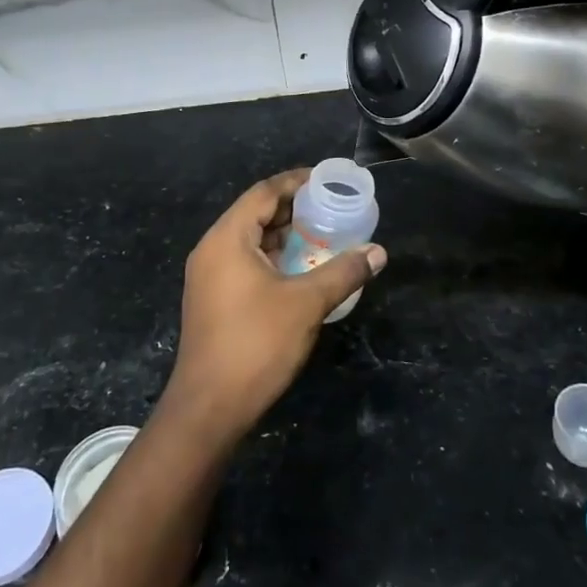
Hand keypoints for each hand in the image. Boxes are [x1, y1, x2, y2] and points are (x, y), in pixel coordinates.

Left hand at [167, 169, 386, 442]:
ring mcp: (208, 276)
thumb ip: (343, 272)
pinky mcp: (212, 299)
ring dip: (283, 235)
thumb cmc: (256, 344)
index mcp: (227, 239)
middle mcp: (212, 250)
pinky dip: (272, 257)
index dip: (295, 182)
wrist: (209, 407)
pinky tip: (300, 269)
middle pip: (254, 213)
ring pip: (249, 241)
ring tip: (322, 235)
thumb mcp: (306, 304)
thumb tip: (378, 252)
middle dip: (292, 209)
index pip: (262, 193)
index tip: (326, 180)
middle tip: (330, 208)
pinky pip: (244, 263)